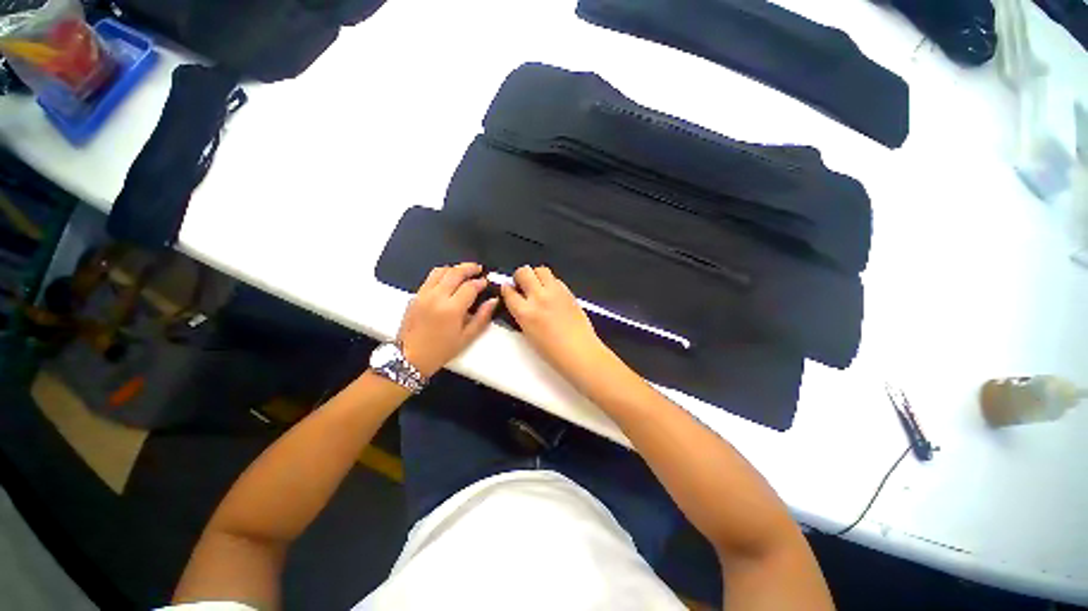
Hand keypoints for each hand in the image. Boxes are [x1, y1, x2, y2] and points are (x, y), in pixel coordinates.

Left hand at [398, 263, 497, 376]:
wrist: (409, 358)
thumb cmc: (440, 350)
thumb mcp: (466, 338)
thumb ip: (482, 317)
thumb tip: (493, 301)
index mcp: (451, 309)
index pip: (470, 286)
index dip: (481, 282)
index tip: (486, 283)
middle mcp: (436, 297)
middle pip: (455, 273)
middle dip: (469, 268)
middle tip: (478, 268)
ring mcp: (423, 294)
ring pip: (440, 271)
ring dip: (454, 268)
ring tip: (464, 271)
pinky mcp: (415, 296)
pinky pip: (430, 278)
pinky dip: (442, 274)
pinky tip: (448, 280)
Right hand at [500, 266, 608, 376]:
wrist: (580, 351)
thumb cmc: (551, 351)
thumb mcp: (528, 333)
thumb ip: (522, 314)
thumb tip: (520, 303)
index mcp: (525, 312)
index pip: (509, 291)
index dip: (506, 289)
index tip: (508, 290)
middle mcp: (538, 297)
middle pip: (524, 272)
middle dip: (520, 276)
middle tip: (523, 286)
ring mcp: (555, 292)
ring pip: (541, 270)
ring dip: (536, 275)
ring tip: (538, 286)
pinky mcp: (568, 291)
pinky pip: (555, 279)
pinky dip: (550, 282)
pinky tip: (552, 293)